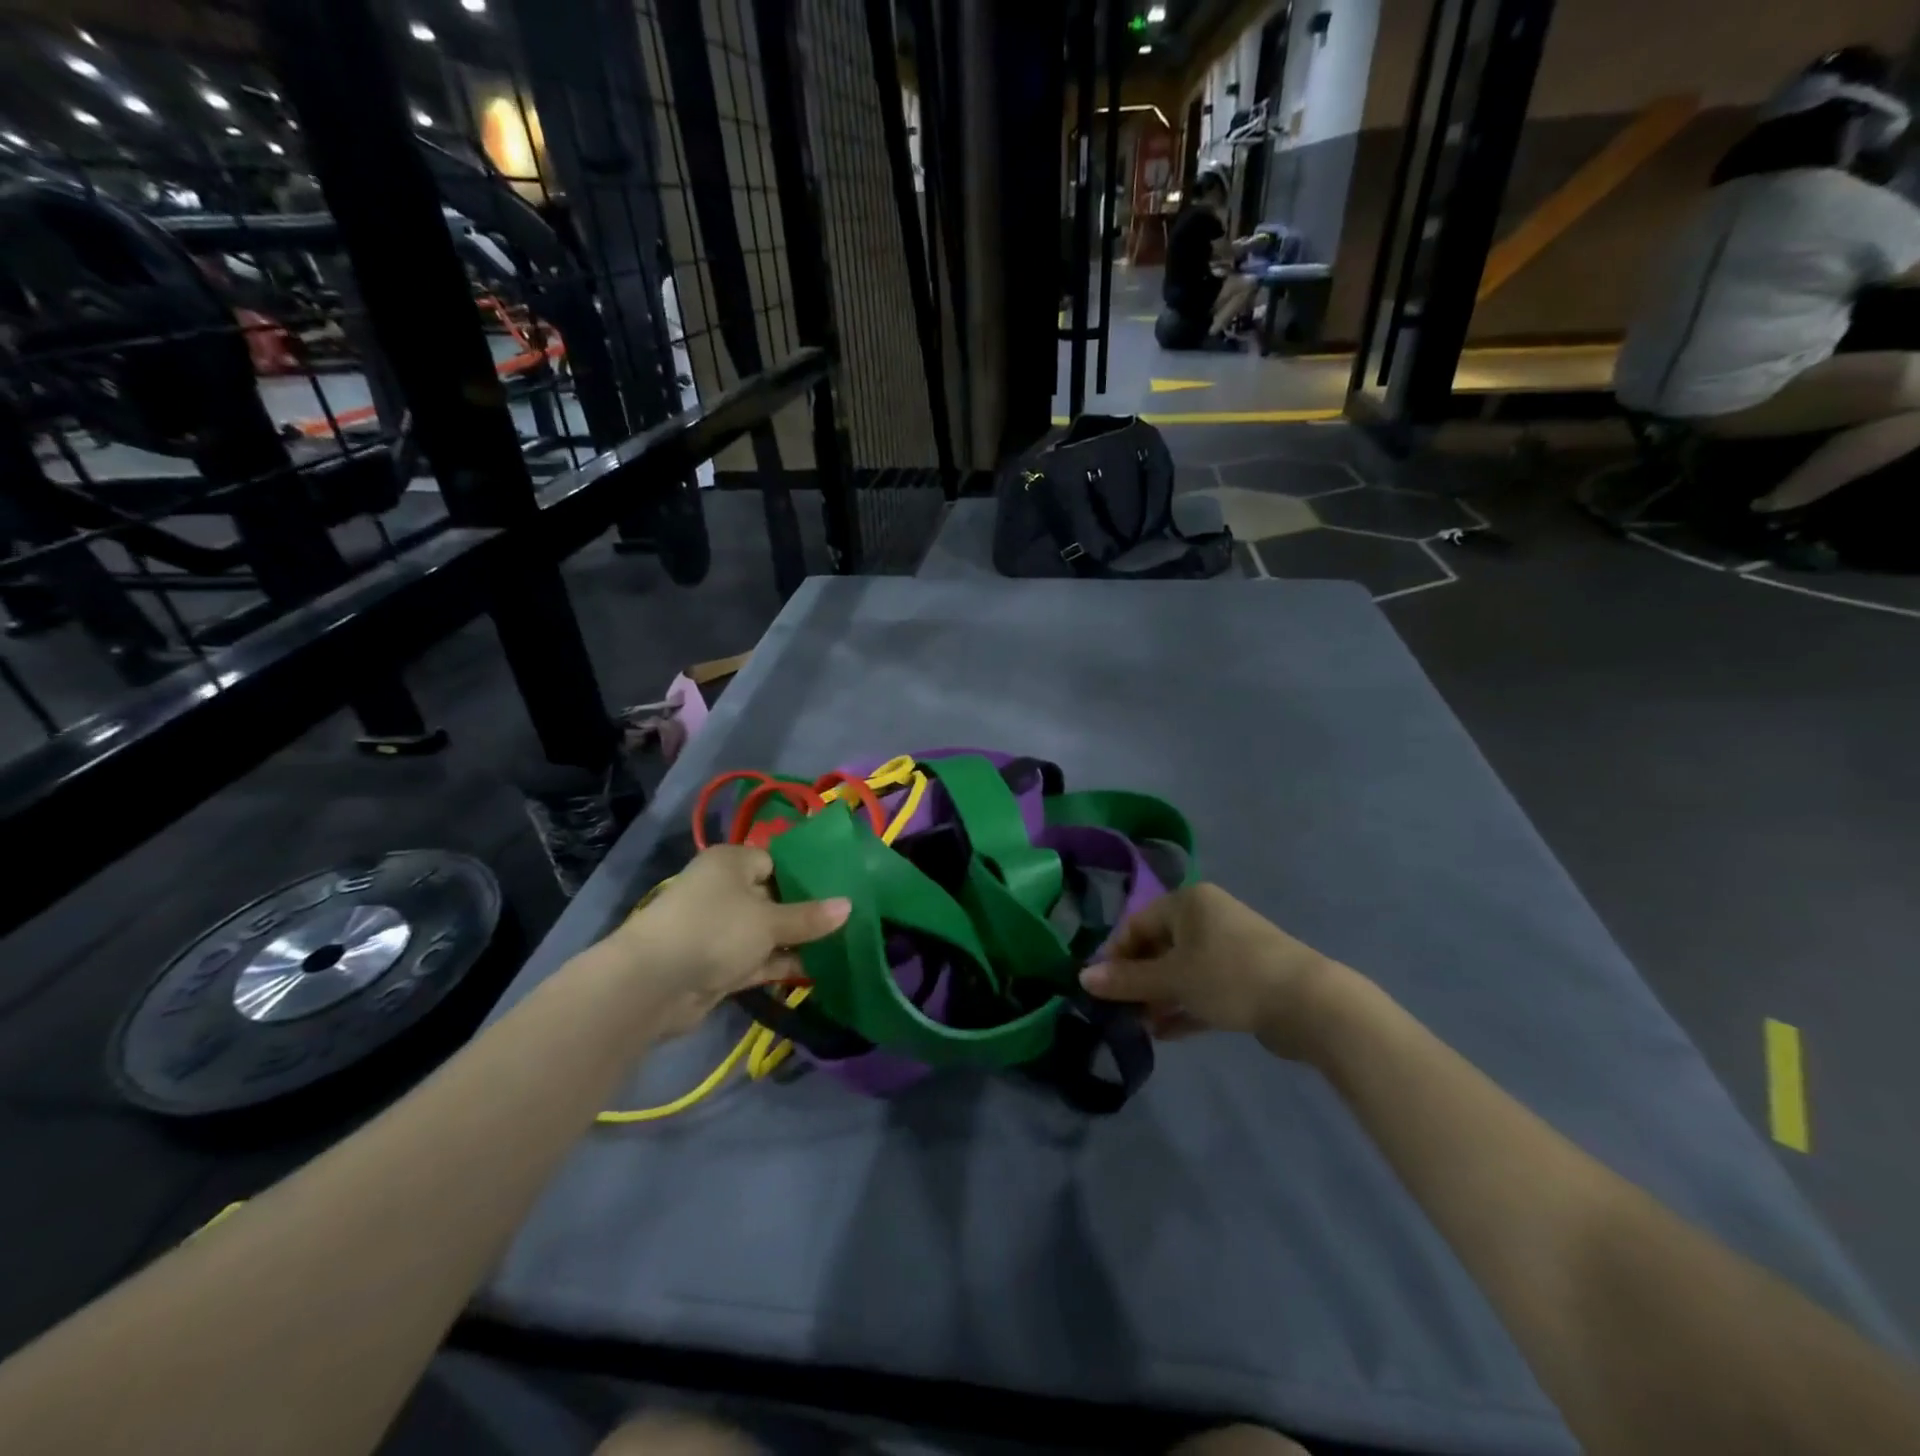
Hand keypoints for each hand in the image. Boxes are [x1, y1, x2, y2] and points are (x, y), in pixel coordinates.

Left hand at [598, 845, 849, 1039]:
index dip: (807, 873)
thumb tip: (849, 906)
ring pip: (766, 930)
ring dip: (796, 940)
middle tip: (848, 917)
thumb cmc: (715, 930)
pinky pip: (757, 958)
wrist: (653, 985)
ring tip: (841, 944)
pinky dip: (781, 963)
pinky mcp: (717, 964)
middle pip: (773, 896)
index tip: (841, 886)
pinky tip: (817, 969)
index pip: (775, 860)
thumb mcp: (769, 920)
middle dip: (806, 910)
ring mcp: (719, 929)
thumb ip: (810, 916)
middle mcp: (723, 890)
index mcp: (731, 862)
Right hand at [1080, 883, 1350, 1058]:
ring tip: (1139, 1026)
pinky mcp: (1245, 978)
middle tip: (1120, 1011)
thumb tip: (1082, 978)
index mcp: (1188, 903)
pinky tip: (1164, 1033)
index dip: (1115, 954)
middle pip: (1159, 946)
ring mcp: (1229, 948)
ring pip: (1181, 970)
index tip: (1100, 987)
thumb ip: (1127, 980)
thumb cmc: (1231, 977)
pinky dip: (1184, 1007)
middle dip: (1138, 980)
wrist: (1309, 1004)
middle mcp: (1207, 918)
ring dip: (1158, 997)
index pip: (1137, 923)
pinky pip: (1203, 988)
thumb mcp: (1172, 979)